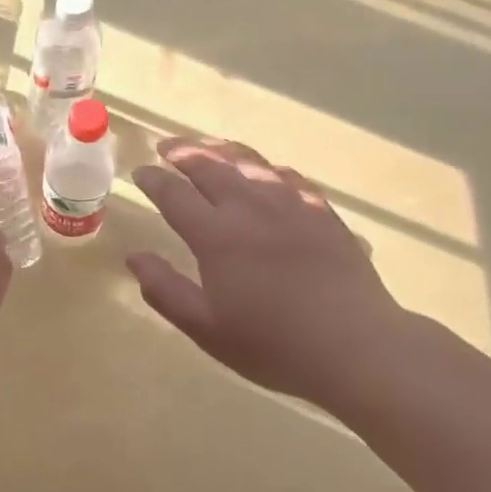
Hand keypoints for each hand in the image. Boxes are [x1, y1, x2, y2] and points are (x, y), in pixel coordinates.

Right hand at [127, 136, 408, 409]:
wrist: (356, 346)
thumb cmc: (274, 344)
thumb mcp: (207, 329)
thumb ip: (166, 290)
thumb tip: (134, 257)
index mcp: (216, 235)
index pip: (175, 194)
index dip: (154, 180)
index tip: (140, 171)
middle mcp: (249, 208)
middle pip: (209, 167)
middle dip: (183, 153)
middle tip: (166, 146)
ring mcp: (290, 204)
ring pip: (249, 162)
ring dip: (221, 150)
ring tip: (207, 145)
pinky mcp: (322, 211)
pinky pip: (288, 176)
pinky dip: (266, 167)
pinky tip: (265, 170)